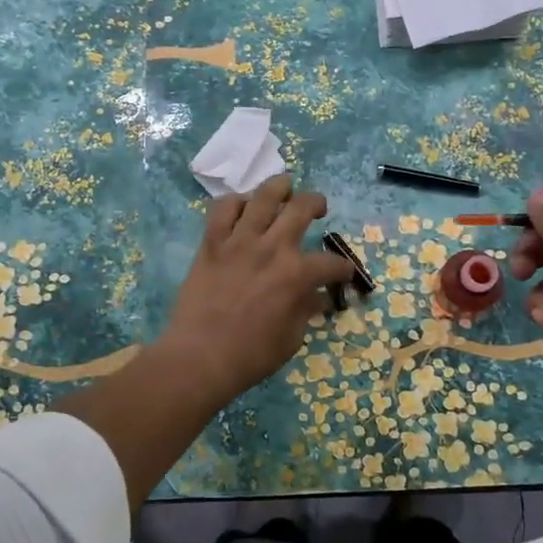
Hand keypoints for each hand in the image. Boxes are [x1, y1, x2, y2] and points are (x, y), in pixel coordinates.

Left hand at [157, 174, 354, 403]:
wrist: (200, 357)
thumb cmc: (250, 355)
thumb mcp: (291, 338)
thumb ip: (306, 310)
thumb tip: (318, 297)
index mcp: (297, 275)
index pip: (331, 263)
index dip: (342, 269)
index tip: (343, 274)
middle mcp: (272, 248)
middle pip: (301, 208)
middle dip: (316, 203)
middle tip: (318, 207)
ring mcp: (239, 242)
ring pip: (263, 197)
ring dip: (279, 187)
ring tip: (285, 185)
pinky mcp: (211, 244)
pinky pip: (222, 210)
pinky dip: (234, 202)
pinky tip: (242, 206)